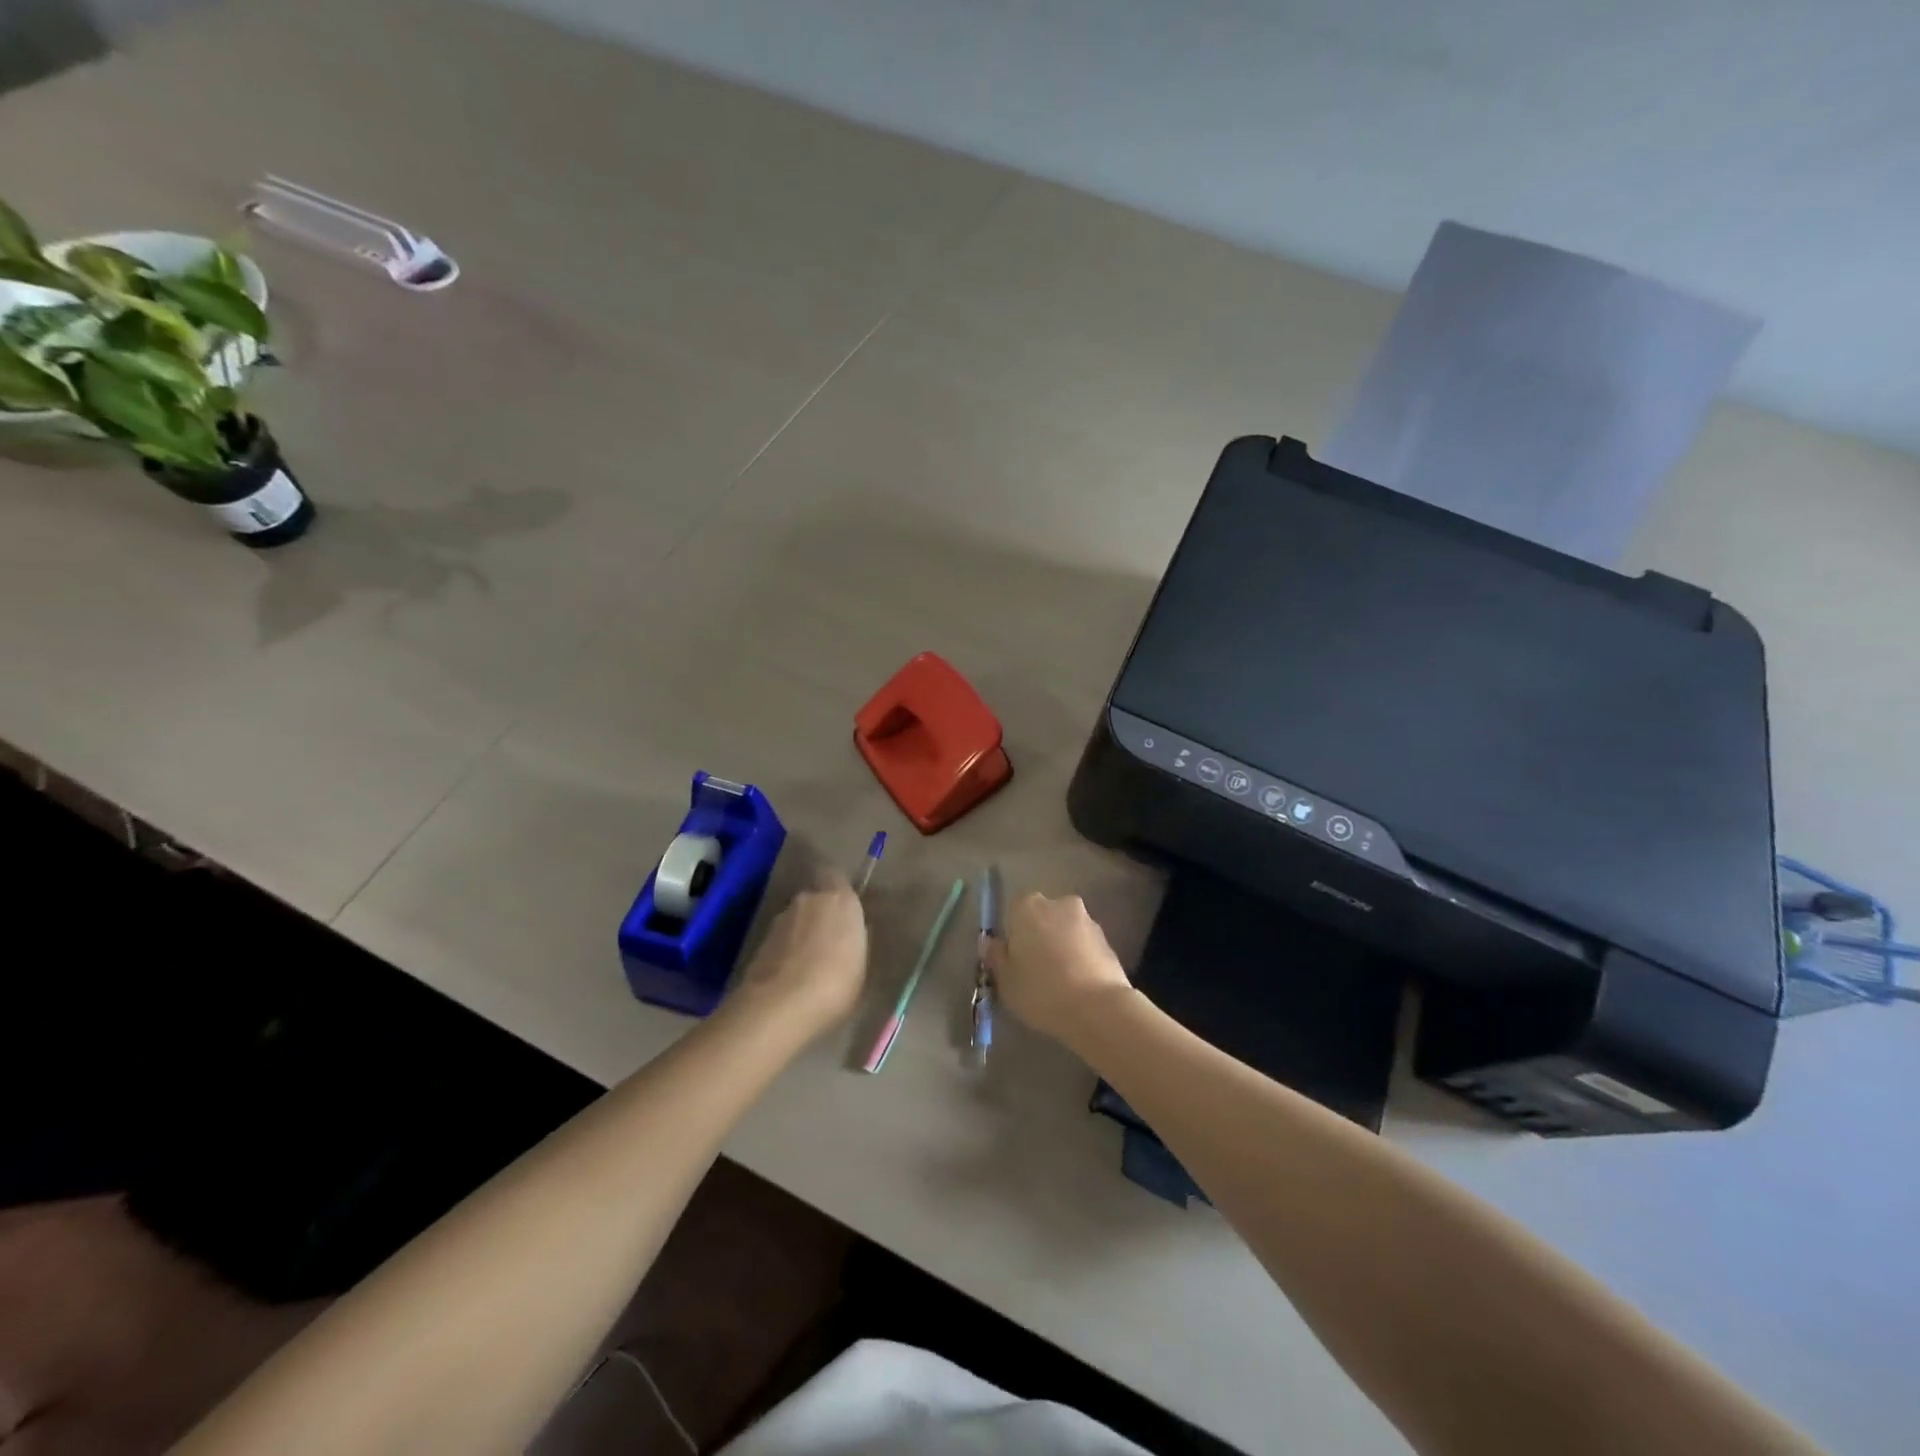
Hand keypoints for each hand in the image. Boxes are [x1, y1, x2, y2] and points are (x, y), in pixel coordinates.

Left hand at [732, 871, 867, 1034]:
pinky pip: (781, 938)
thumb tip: (849, 931)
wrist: (780, 1005)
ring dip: (801, 932)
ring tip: (809, 962)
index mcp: (840, 899)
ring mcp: (780, 919)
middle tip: (829, 939)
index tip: (846, 909)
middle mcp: (808, 899)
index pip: (836, 876)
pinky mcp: (760, 940)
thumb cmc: (836, 983)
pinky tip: (791, 974)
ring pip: (796, 918)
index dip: (838, 890)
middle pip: (815, 898)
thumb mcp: (860, 963)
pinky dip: (786, 949)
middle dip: (820, 913)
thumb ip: (854, 938)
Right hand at [986, 891, 1134, 1045]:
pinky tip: (1079, 986)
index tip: (1014, 961)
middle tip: (1035, 971)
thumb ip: (995, 956)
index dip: (1013, 935)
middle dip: (1039, 937)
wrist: (1098, 1008)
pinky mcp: (1108, 941)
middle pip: (1043, 917)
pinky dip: (1081, 959)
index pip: (1014, 911)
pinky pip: (1085, 946)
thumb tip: (991, 942)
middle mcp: (1059, 904)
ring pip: (1066, 931)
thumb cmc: (1041, 990)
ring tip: (1060, 983)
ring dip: (1062, 948)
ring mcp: (1088, 920)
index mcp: (1028, 906)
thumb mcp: (1005, 979)